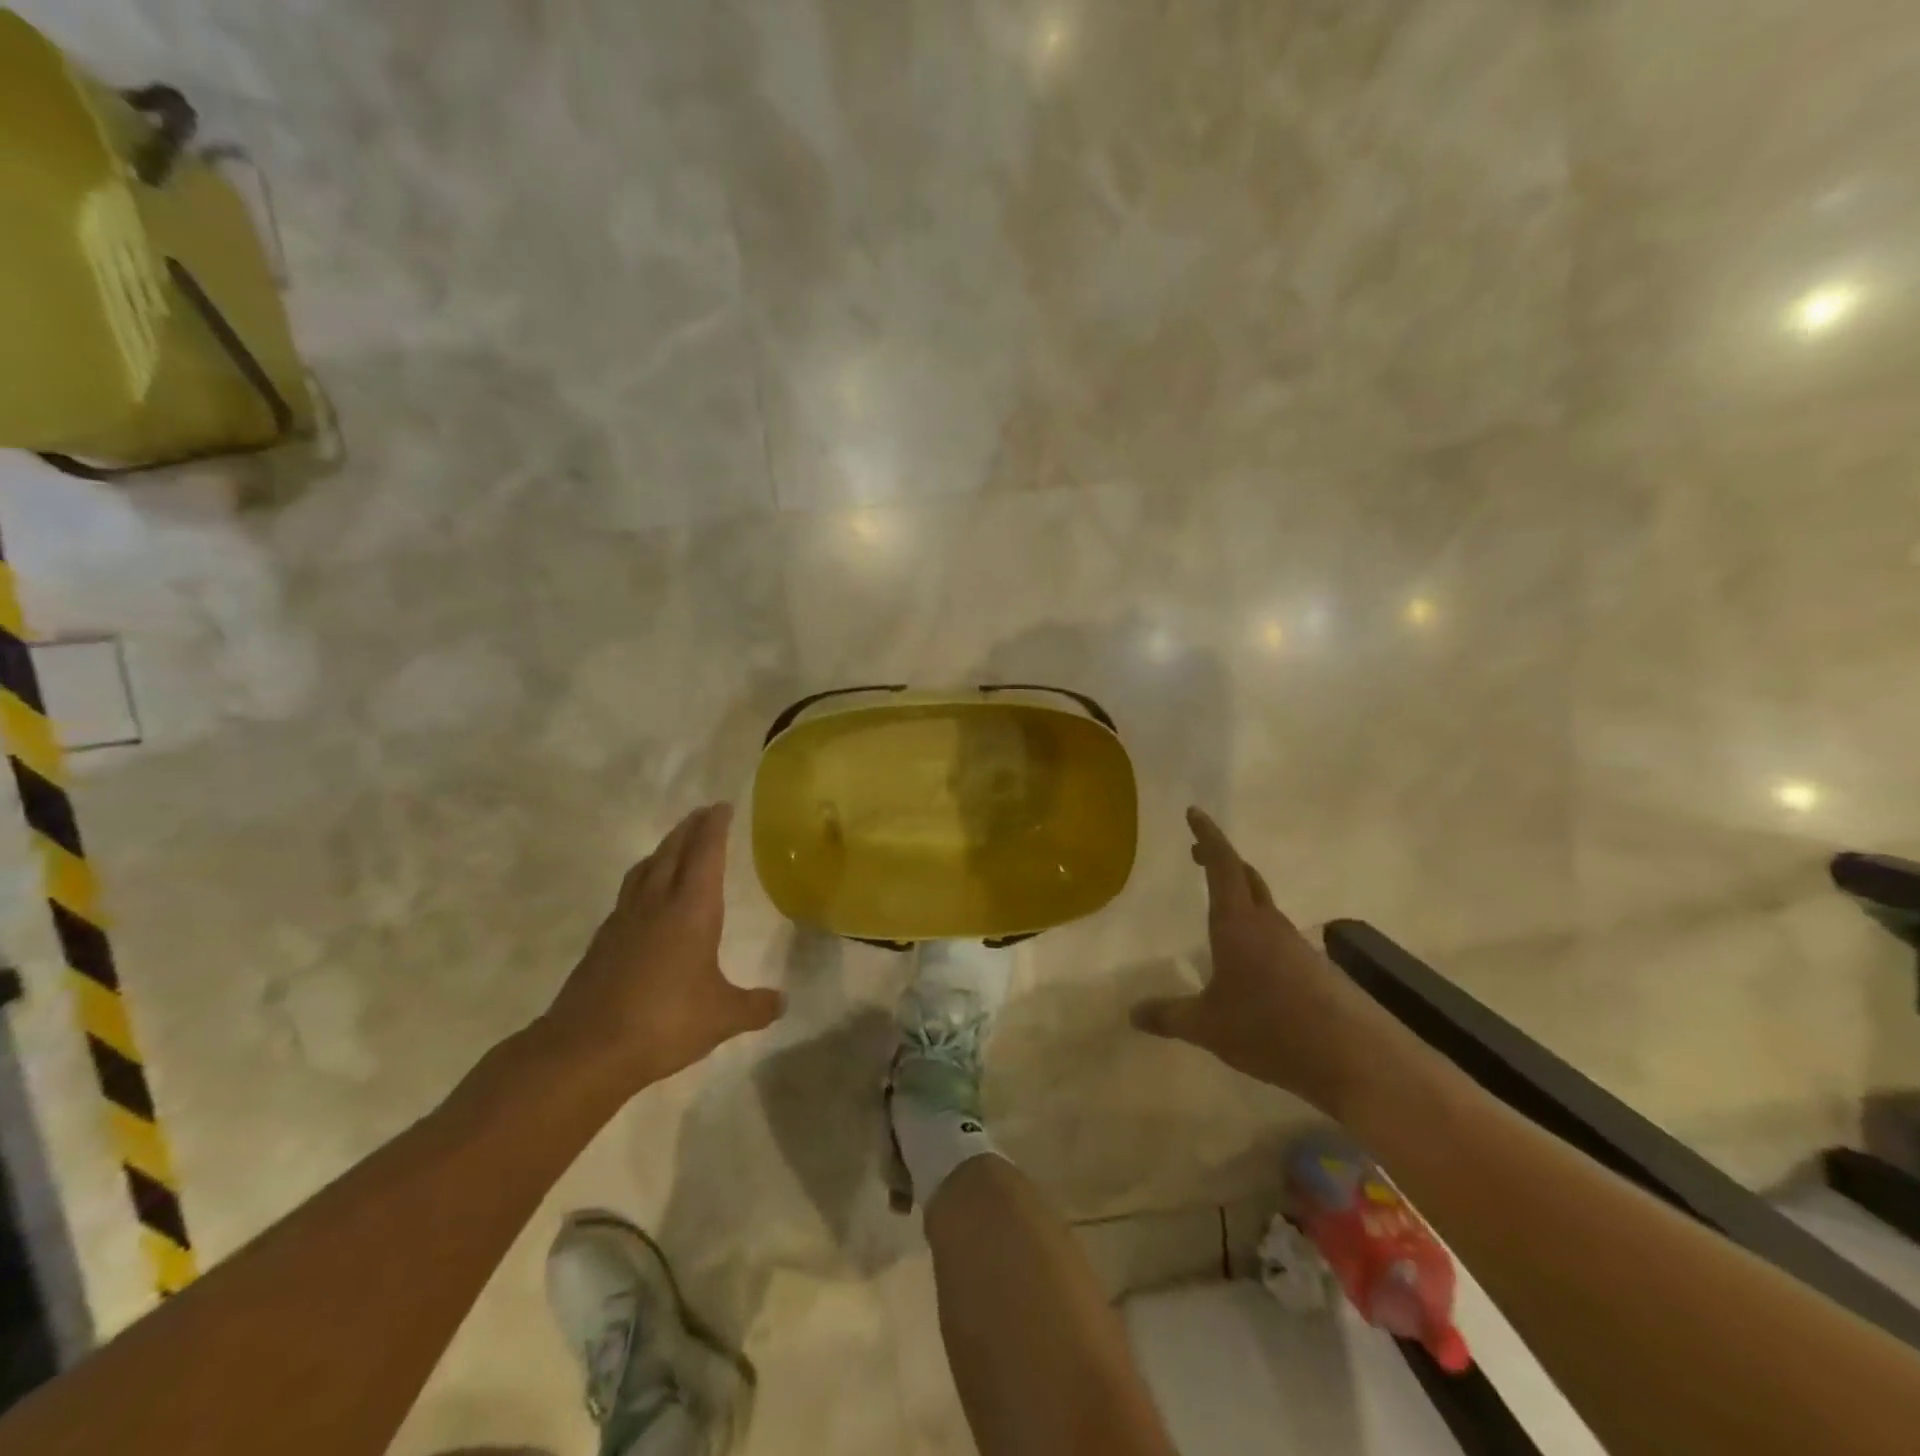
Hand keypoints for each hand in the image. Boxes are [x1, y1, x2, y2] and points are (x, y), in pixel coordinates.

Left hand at [542, 804, 783, 1094]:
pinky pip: (628, 894)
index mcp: (691, 909)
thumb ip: (754, 1006)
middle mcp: (657, 904)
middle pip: (673, 852)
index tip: (722, 806)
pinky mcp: (603, 942)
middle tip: (703, 813)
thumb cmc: (665, 1022)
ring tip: (674, 845)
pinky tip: (645, 897)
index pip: (706, 854)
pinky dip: (642, 880)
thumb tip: (783, 1002)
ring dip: (663, 849)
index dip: (715, 827)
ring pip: (645, 869)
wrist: (586, 1049)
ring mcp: (624, 920)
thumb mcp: (722, 1017)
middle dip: (690, 828)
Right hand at [1130, 807, 1394, 1114]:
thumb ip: (1169, 1015)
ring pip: (1265, 907)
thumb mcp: (1208, 1026)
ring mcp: (1297, 945)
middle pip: (1246, 876)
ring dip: (1242, 896)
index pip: (1221, 864)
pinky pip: (1279, 937)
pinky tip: (1250, 964)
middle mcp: (1269, 924)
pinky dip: (1259, 932)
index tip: (1194, 812)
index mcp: (1238, 923)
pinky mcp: (1316, 969)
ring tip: (1220, 912)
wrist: (1355, 1059)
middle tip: (1198, 854)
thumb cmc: (1270, 1028)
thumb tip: (1132, 1013)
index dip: (1207, 835)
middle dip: (1221, 859)